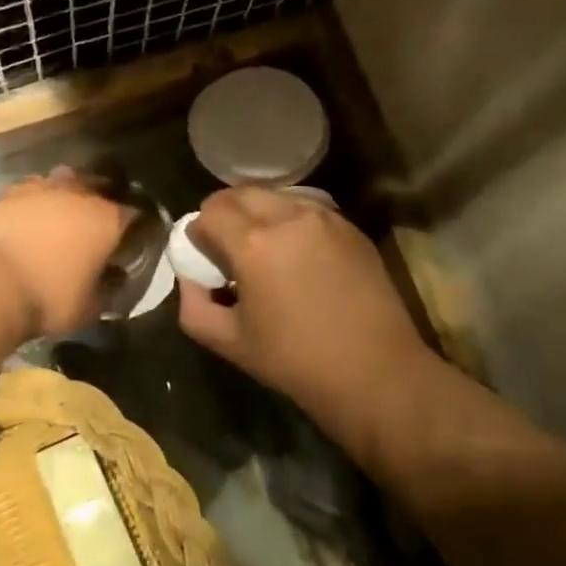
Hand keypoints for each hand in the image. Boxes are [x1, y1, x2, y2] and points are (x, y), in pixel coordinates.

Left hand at [0, 169, 131, 337]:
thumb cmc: (48, 298)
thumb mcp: (89, 308)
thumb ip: (108, 289)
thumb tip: (113, 279)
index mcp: (106, 219)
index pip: (134, 215)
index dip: (135, 228)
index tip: (131, 241)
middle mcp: (79, 194)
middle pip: (99, 188)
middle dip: (101, 203)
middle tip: (95, 226)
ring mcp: (42, 187)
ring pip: (64, 181)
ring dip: (67, 195)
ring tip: (61, 215)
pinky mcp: (10, 192)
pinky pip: (31, 189)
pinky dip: (35, 201)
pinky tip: (30, 216)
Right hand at [178, 187, 434, 446]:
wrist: (375, 371)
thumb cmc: (295, 361)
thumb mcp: (228, 342)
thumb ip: (194, 305)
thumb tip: (190, 277)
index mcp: (253, 244)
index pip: (209, 213)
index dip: (198, 233)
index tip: (203, 256)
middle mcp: (288, 217)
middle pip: (240, 194)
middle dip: (224, 214)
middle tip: (226, 246)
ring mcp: (325, 218)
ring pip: (276, 196)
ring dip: (258, 213)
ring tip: (263, 248)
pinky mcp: (350, 228)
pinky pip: (308, 208)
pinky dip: (291, 220)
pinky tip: (297, 253)